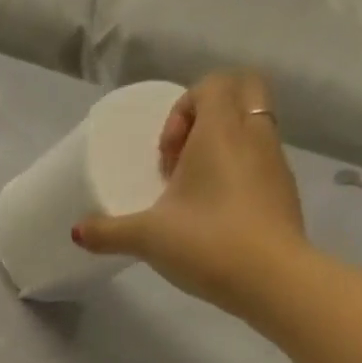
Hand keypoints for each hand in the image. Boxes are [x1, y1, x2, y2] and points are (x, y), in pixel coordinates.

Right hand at [73, 71, 311, 317]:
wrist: (272, 279)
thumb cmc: (207, 242)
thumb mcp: (147, 238)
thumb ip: (108, 232)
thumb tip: (77, 231)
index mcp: (221, 131)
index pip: (212, 84)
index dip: (183, 108)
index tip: (166, 154)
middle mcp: (254, 135)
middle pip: (243, 91)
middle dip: (209, 114)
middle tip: (183, 156)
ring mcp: (275, 163)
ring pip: (252, 129)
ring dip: (222, 148)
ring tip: (193, 193)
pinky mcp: (284, 192)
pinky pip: (260, 163)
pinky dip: (238, 174)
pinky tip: (215, 216)